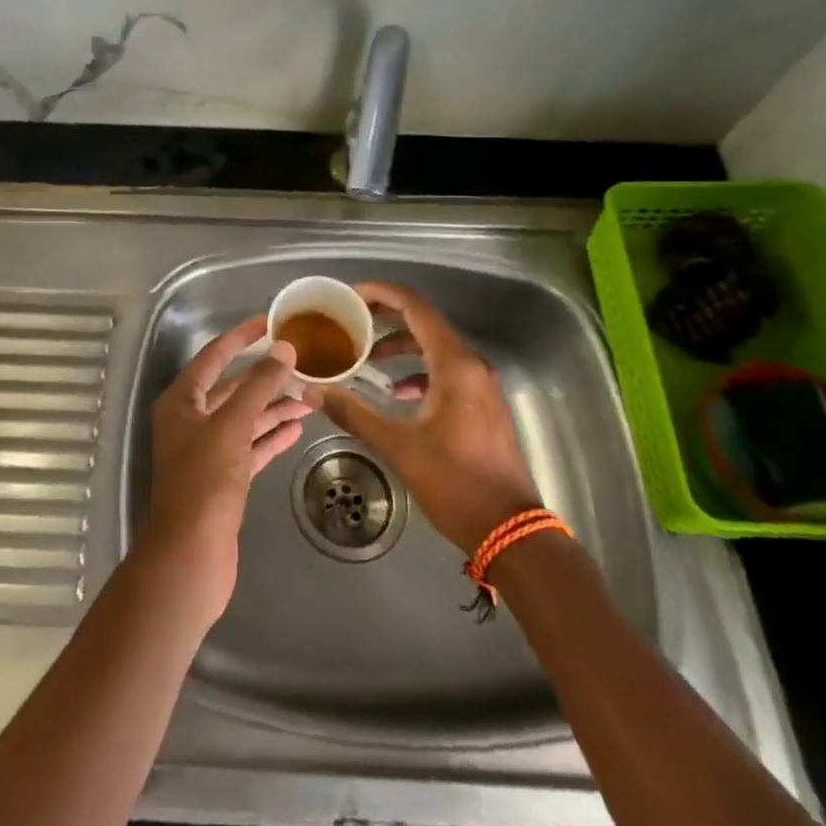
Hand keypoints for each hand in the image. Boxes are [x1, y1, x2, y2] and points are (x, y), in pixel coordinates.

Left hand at [141, 316, 312, 621]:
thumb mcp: (231, 426)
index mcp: (181, 401)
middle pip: (232, 388)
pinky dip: (271, 436)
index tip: (270, 321)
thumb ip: (258, 385)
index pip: (213, 356)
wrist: (190, 557)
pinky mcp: (223, 479)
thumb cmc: (204, 483)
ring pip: (245, 418)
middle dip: (266, 376)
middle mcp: (191, 421)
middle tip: (302, 363)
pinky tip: (297, 427)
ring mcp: (207, 451)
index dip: (241, 337)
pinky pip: (250, 447)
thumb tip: (283, 349)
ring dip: (274, 407)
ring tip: (311, 396)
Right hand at [305, 281, 540, 555]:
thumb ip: (354, 414)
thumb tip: (313, 391)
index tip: (350, 296)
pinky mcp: (482, 404)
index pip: (415, 307)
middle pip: (424, 323)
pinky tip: (397, 393)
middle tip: (350, 323)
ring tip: (366, 358)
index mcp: (454, 365)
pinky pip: (445, 371)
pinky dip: (417, 371)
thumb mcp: (399, 447)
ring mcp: (481, 385)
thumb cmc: (456, 483)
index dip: (381, 293)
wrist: (512, 532)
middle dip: (385, 319)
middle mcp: (471, 365)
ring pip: (434, 348)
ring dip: (400, 347)